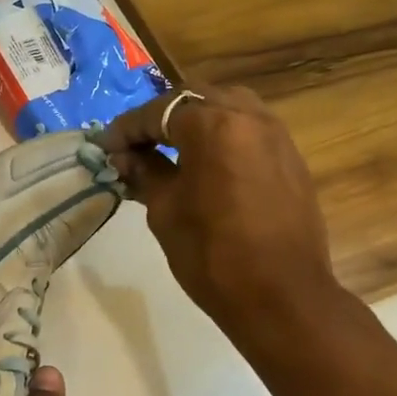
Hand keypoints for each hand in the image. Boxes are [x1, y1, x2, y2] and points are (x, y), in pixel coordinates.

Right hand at [100, 87, 338, 337]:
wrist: (281, 297)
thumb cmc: (212, 256)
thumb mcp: (165, 212)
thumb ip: (145, 174)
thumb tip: (125, 158)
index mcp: (214, 126)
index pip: (160, 113)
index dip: (127, 129)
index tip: (105, 148)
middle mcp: (250, 118)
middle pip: (196, 98)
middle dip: (162, 117)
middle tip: (136, 145)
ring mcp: (277, 136)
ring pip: (228, 108)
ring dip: (195, 122)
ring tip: (170, 150)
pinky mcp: (291, 159)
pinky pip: (249, 131)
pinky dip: (223, 136)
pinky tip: (206, 165)